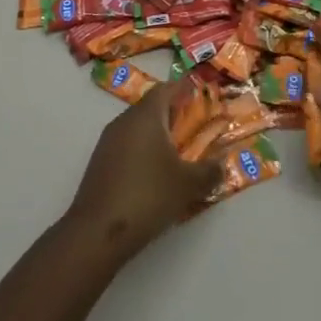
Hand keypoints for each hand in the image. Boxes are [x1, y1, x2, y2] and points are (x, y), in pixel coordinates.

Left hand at [65, 80, 220, 256]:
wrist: (98, 231)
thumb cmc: (148, 195)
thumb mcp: (188, 184)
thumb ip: (209, 171)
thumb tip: (222, 164)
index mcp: (146, 116)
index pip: (165, 89)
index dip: (183, 90)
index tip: (198, 96)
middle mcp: (124, 121)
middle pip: (151, 107)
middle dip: (172, 115)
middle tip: (193, 128)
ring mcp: (108, 142)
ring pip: (137, 128)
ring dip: (157, 135)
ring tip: (177, 154)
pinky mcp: (100, 162)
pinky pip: (126, 145)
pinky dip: (142, 151)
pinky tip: (153, 174)